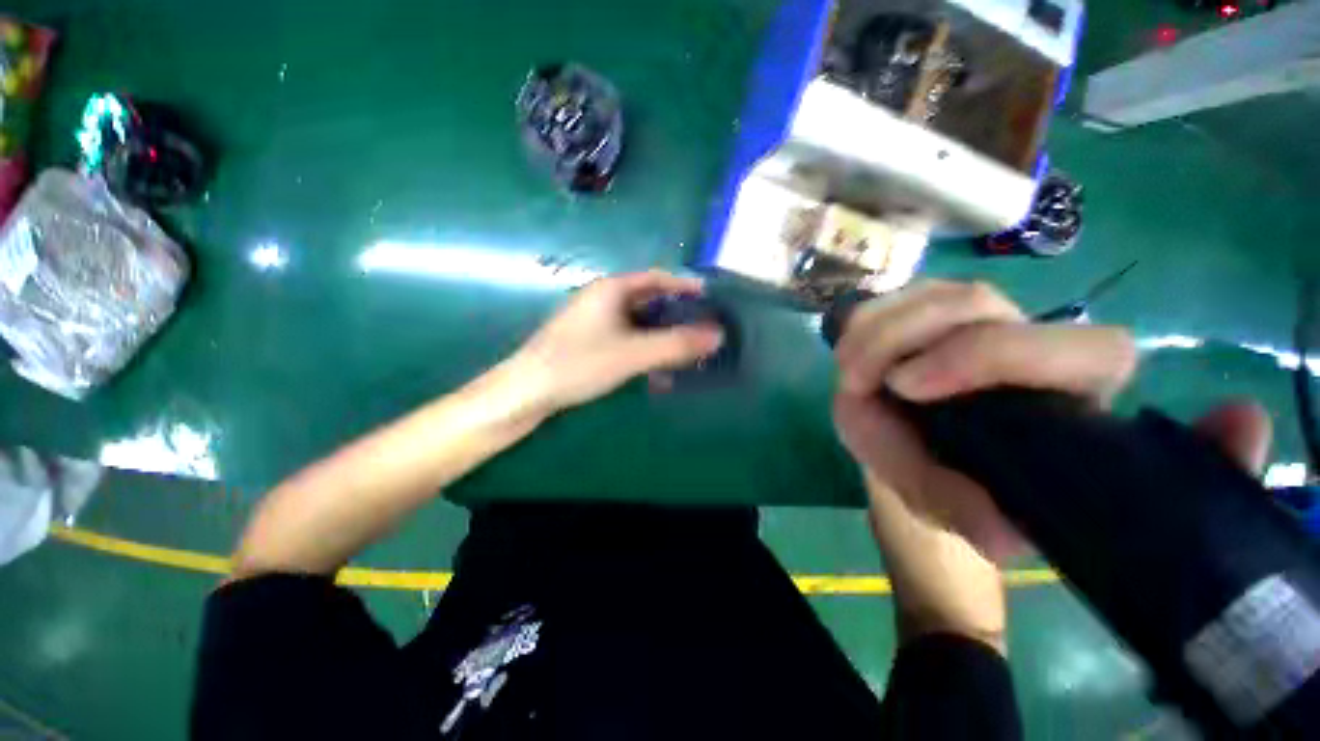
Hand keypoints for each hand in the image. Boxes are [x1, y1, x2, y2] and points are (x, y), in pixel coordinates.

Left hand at [511, 271, 723, 412]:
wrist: (527, 392)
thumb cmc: (579, 363)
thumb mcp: (632, 353)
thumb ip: (675, 344)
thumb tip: (718, 336)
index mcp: (611, 289)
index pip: (657, 277)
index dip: (685, 285)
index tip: (711, 299)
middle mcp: (603, 299)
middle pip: (650, 300)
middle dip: (677, 314)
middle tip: (703, 329)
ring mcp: (595, 321)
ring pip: (639, 323)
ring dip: (662, 336)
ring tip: (686, 352)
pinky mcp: (590, 342)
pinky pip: (627, 339)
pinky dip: (645, 350)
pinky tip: (656, 371)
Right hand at [833, 279, 1271, 560]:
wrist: (911, 448)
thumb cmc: (941, 475)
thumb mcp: (948, 505)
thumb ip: (967, 512)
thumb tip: (1002, 535)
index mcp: (1066, 394)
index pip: (1086, 350)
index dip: (992, 355)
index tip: (905, 388)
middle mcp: (1031, 340)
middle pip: (978, 304)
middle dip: (900, 338)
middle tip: (853, 381)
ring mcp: (980, 317)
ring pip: (935, 295)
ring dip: (874, 332)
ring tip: (848, 375)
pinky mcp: (934, 307)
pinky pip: (898, 296)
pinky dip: (863, 323)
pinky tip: (851, 355)